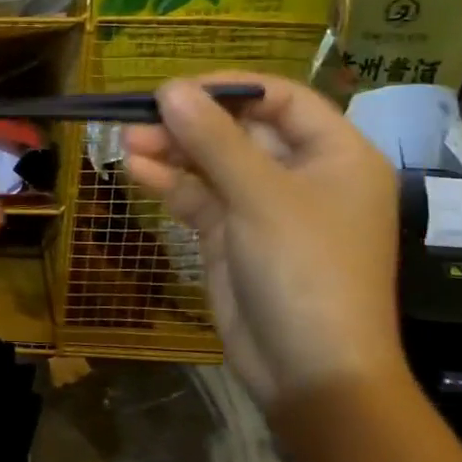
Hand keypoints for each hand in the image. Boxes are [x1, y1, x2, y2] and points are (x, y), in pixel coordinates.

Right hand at [123, 73, 401, 404]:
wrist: (310, 372)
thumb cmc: (306, 271)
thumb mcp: (261, 197)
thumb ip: (213, 140)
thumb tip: (169, 89)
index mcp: (335, 155)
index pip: (281, 99)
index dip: (229, 88)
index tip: (176, 88)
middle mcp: (301, 175)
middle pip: (240, 131)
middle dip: (190, 124)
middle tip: (138, 117)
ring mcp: (264, 207)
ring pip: (213, 164)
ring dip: (172, 152)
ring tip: (126, 141)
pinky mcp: (233, 236)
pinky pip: (200, 198)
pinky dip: (170, 184)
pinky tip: (136, 171)